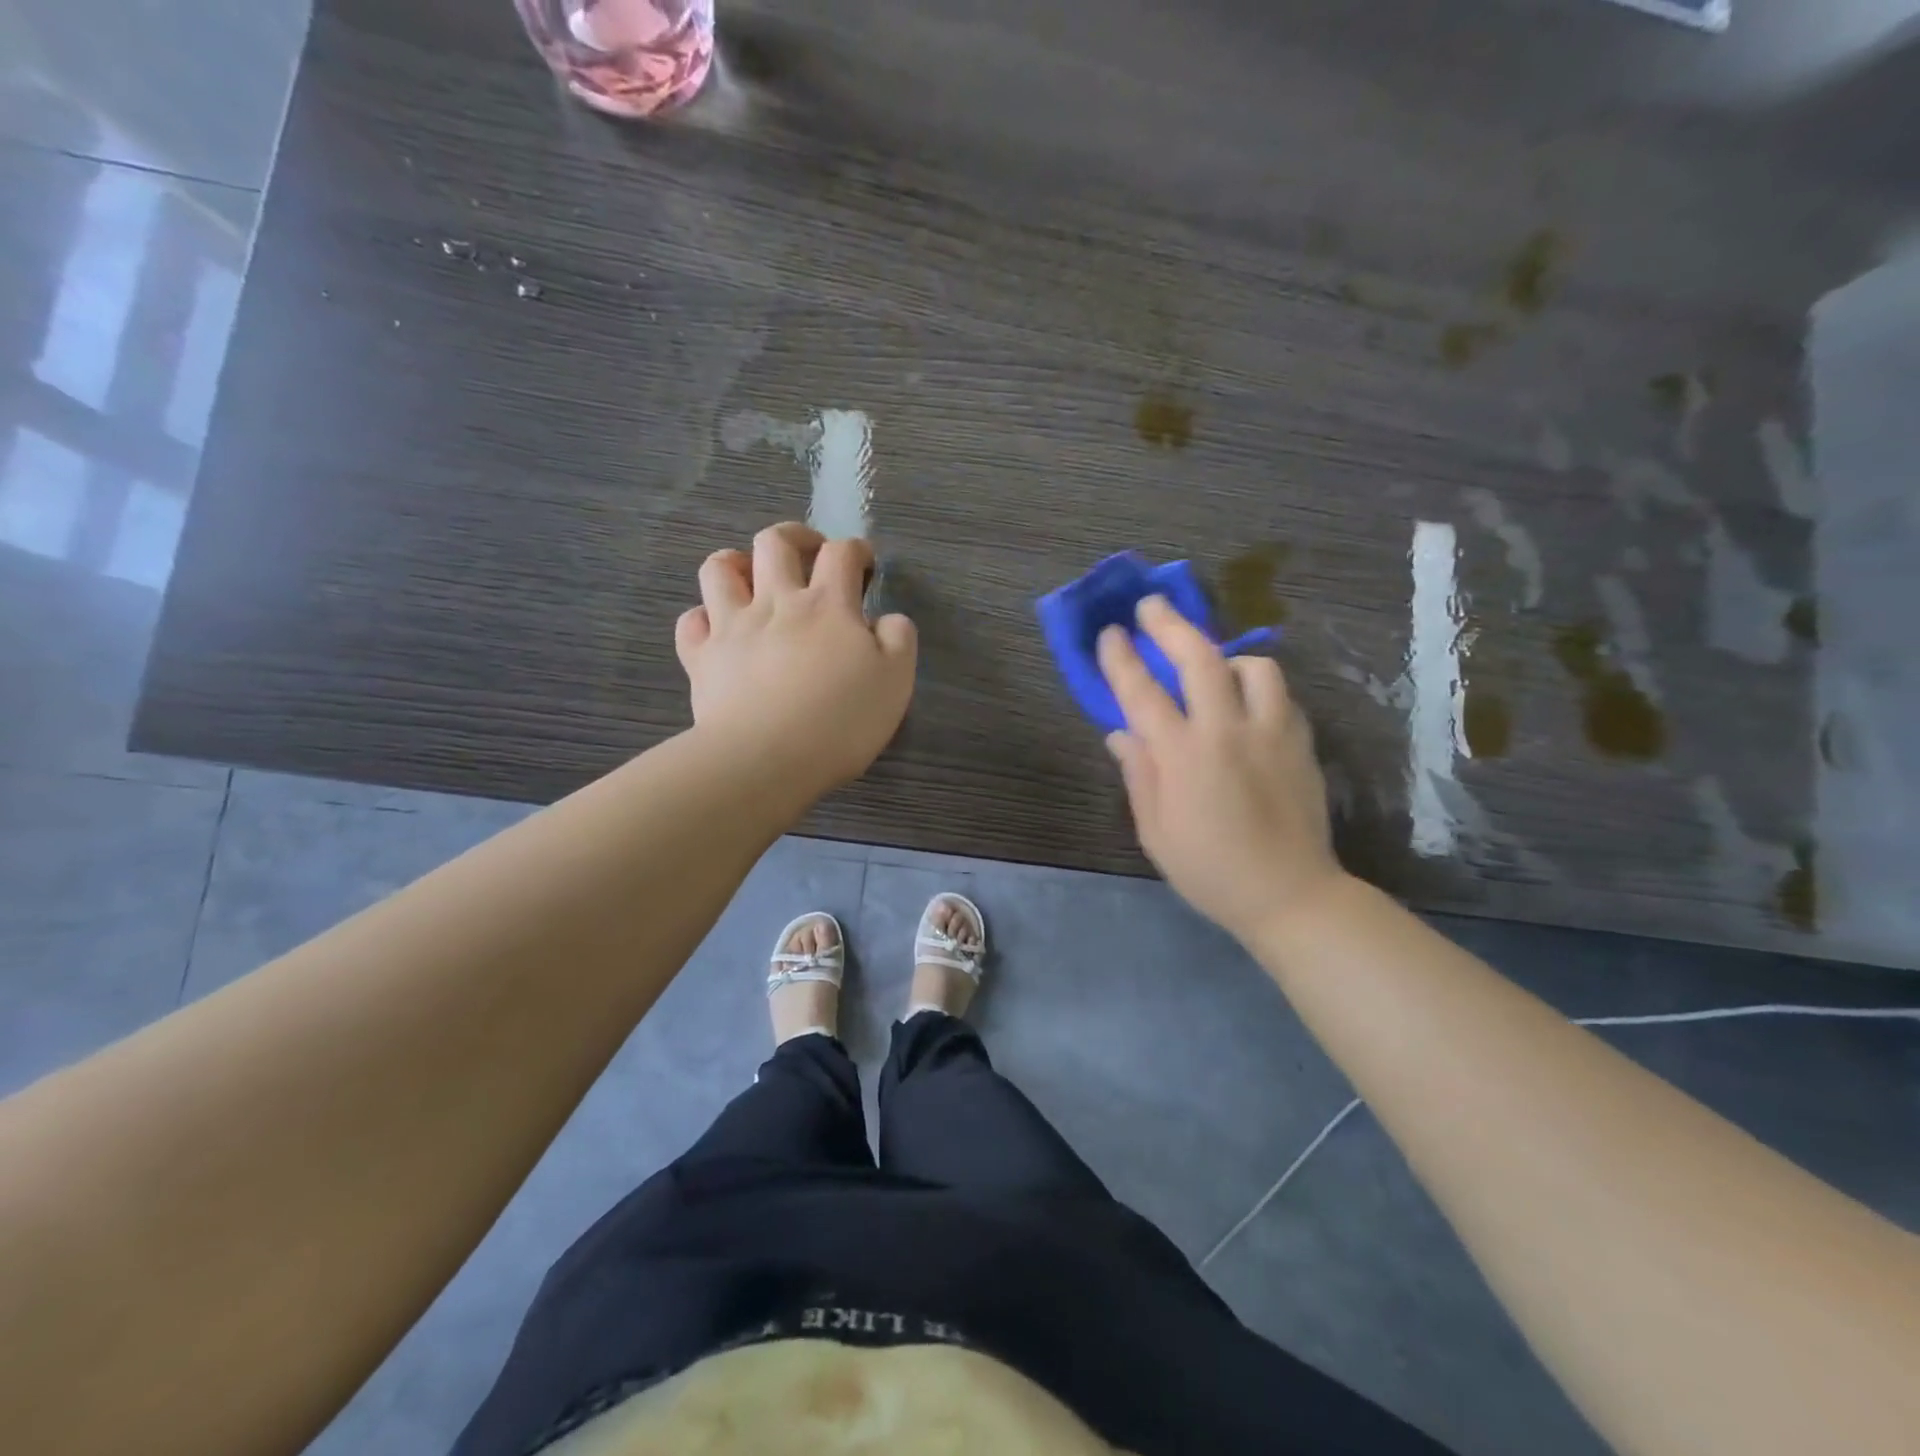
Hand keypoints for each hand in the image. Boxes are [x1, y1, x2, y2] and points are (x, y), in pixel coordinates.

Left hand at [675, 523, 916, 794]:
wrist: (766, 759)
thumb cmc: (840, 722)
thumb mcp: (896, 682)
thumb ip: (898, 640)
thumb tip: (888, 619)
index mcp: (828, 606)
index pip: (841, 554)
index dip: (855, 550)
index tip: (863, 564)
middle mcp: (776, 603)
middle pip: (775, 543)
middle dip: (795, 537)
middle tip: (808, 554)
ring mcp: (731, 627)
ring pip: (720, 569)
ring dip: (736, 563)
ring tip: (751, 578)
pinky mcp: (701, 658)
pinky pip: (691, 622)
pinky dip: (702, 618)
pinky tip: (716, 629)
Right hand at [1097, 597, 1346, 944]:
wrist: (1289, 894)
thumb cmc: (1208, 869)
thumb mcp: (1155, 831)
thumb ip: (1138, 774)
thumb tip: (1120, 733)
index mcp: (1182, 756)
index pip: (1142, 693)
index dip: (1122, 659)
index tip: (1109, 633)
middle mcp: (1226, 732)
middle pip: (1199, 658)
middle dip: (1170, 625)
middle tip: (1151, 606)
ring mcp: (1271, 733)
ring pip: (1253, 667)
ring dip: (1225, 656)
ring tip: (1213, 666)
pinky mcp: (1301, 743)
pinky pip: (1280, 695)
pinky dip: (1258, 687)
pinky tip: (1247, 703)